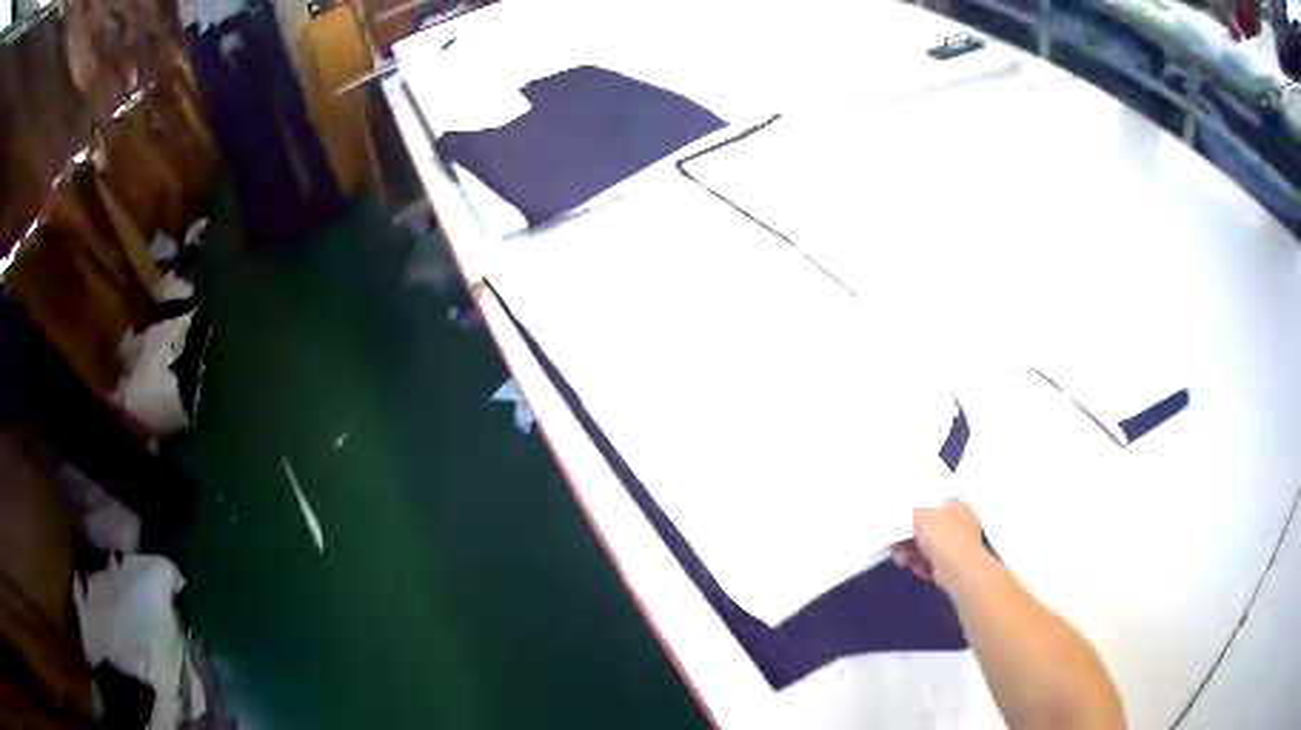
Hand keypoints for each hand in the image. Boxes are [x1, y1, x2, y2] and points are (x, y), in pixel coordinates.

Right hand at [893, 498, 983, 589]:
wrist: (958, 569)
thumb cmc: (944, 537)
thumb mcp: (921, 515)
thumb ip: (916, 513)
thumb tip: (915, 516)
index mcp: (958, 506)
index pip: (938, 505)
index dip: (920, 514)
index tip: (906, 524)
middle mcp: (962, 525)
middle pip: (932, 531)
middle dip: (913, 539)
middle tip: (899, 544)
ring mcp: (960, 547)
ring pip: (931, 550)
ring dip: (914, 555)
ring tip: (902, 559)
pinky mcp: (956, 567)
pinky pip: (935, 564)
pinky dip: (924, 567)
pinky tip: (915, 568)